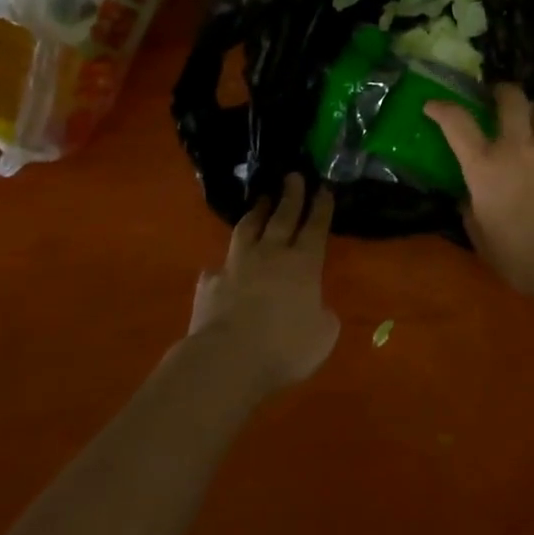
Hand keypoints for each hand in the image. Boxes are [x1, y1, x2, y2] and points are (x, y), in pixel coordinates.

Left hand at [189, 174, 339, 393]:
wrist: (227, 358)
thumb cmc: (285, 347)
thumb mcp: (322, 336)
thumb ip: (323, 317)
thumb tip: (318, 309)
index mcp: (303, 264)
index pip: (315, 227)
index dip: (321, 207)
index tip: (323, 187)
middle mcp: (271, 255)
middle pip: (282, 216)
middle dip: (291, 195)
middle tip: (293, 176)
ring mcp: (237, 265)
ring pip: (248, 229)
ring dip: (256, 212)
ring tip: (261, 200)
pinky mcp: (210, 283)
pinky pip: (217, 267)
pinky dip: (223, 265)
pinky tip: (221, 267)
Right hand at [425, 85, 533, 292]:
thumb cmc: (523, 256)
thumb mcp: (484, 240)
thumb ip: (472, 214)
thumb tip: (468, 200)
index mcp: (485, 165)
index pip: (457, 123)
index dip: (442, 108)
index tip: (433, 105)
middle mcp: (517, 146)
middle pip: (510, 99)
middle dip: (503, 92)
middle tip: (499, 96)